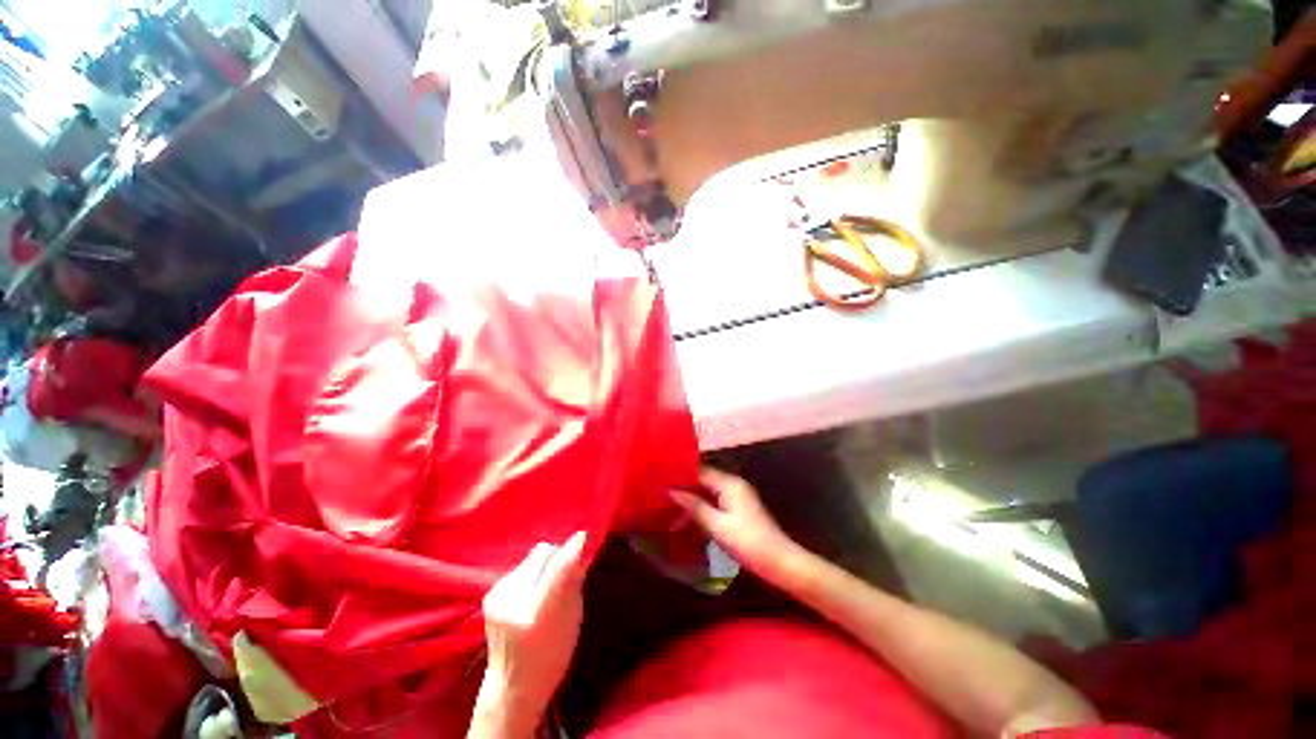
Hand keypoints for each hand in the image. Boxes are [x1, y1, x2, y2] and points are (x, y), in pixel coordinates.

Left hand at [472, 532, 588, 737]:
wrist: (512, 685)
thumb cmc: (552, 655)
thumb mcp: (573, 618)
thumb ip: (574, 580)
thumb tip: (581, 542)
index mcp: (536, 613)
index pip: (557, 565)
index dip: (573, 548)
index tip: (586, 535)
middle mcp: (512, 600)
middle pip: (544, 551)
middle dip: (559, 555)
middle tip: (568, 573)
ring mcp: (497, 595)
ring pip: (533, 556)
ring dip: (546, 563)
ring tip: (549, 587)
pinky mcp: (490, 593)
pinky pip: (522, 567)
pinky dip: (534, 572)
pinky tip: (533, 592)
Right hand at [670, 468, 803, 585]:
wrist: (779, 562)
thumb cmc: (748, 542)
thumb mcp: (717, 526)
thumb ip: (694, 506)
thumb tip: (671, 491)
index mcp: (729, 483)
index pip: (700, 470)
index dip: (680, 474)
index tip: (660, 478)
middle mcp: (732, 484)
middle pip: (702, 480)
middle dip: (683, 489)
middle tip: (660, 495)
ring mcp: (735, 496)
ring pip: (706, 493)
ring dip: (690, 503)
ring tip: (669, 514)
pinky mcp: (737, 509)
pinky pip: (713, 503)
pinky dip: (700, 510)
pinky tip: (686, 523)